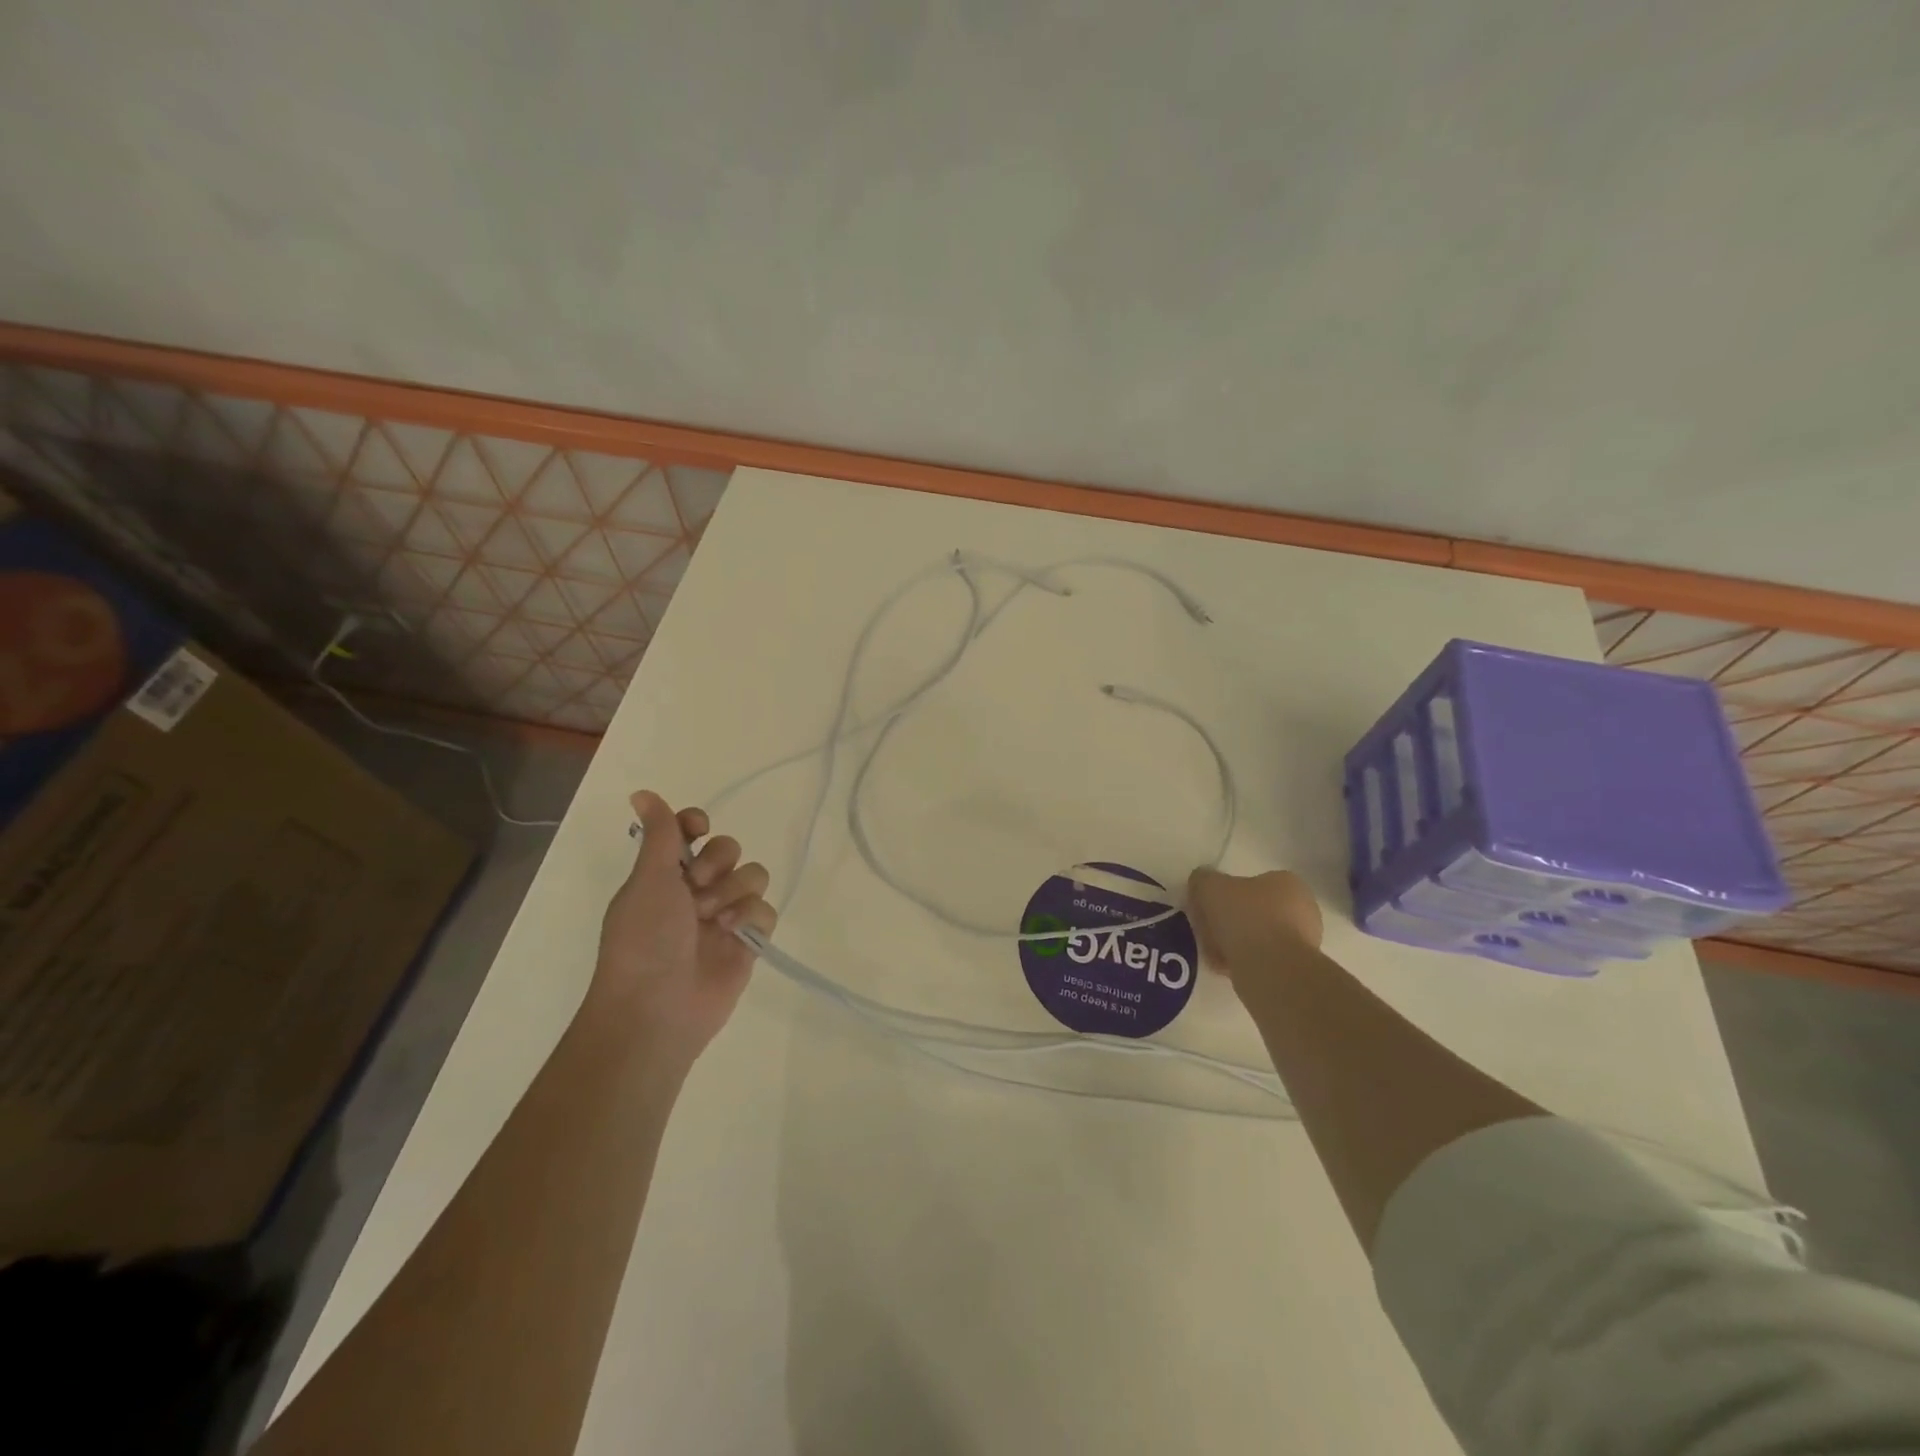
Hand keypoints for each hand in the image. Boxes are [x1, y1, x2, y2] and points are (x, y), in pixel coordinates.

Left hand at [588, 790, 776, 1064]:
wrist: (657, 1010)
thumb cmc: (644, 940)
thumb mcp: (648, 880)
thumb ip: (659, 835)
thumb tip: (641, 791)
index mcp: (665, 875)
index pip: (691, 830)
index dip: (697, 824)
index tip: (697, 829)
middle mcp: (695, 891)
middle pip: (729, 849)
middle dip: (718, 863)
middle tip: (696, 889)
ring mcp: (723, 916)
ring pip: (753, 876)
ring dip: (734, 891)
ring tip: (714, 919)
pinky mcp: (747, 941)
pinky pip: (766, 910)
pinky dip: (750, 917)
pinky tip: (732, 934)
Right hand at [1186, 868, 1322, 975]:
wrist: (1272, 970)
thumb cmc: (1246, 917)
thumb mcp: (1211, 886)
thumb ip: (1203, 879)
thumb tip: (1202, 882)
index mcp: (1289, 883)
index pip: (1254, 883)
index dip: (1227, 894)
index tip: (1209, 906)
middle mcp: (1303, 910)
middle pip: (1255, 911)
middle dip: (1231, 921)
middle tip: (1208, 930)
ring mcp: (1304, 943)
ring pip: (1258, 938)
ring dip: (1235, 944)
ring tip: (1213, 952)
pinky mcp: (1296, 970)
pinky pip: (1262, 961)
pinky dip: (1242, 962)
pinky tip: (1225, 967)